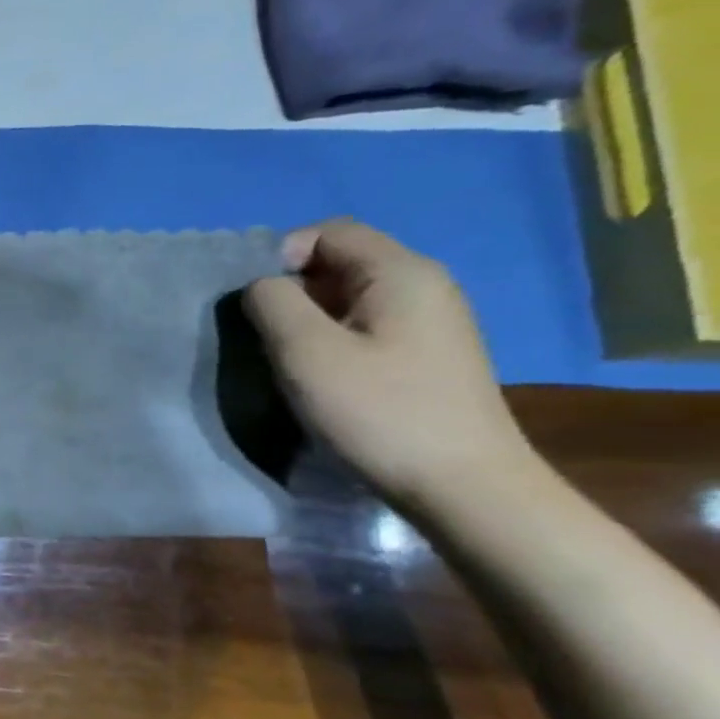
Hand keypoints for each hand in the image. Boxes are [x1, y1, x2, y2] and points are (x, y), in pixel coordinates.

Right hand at [244, 220, 533, 507]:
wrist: (463, 486)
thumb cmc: (379, 411)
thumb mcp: (307, 351)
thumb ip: (273, 303)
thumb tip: (263, 287)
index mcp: (402, 272)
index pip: (329, 232)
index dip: (282, 255)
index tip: (257, 302)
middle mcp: (424, 286)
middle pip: (341, 262)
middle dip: (292, 289)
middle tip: (265, 334)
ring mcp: (431, 323)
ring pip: (350, 298)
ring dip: (309, 319)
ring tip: (289, 358)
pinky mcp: (426, 356)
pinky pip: (367, 326)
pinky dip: (333, 340)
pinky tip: (323, 376)